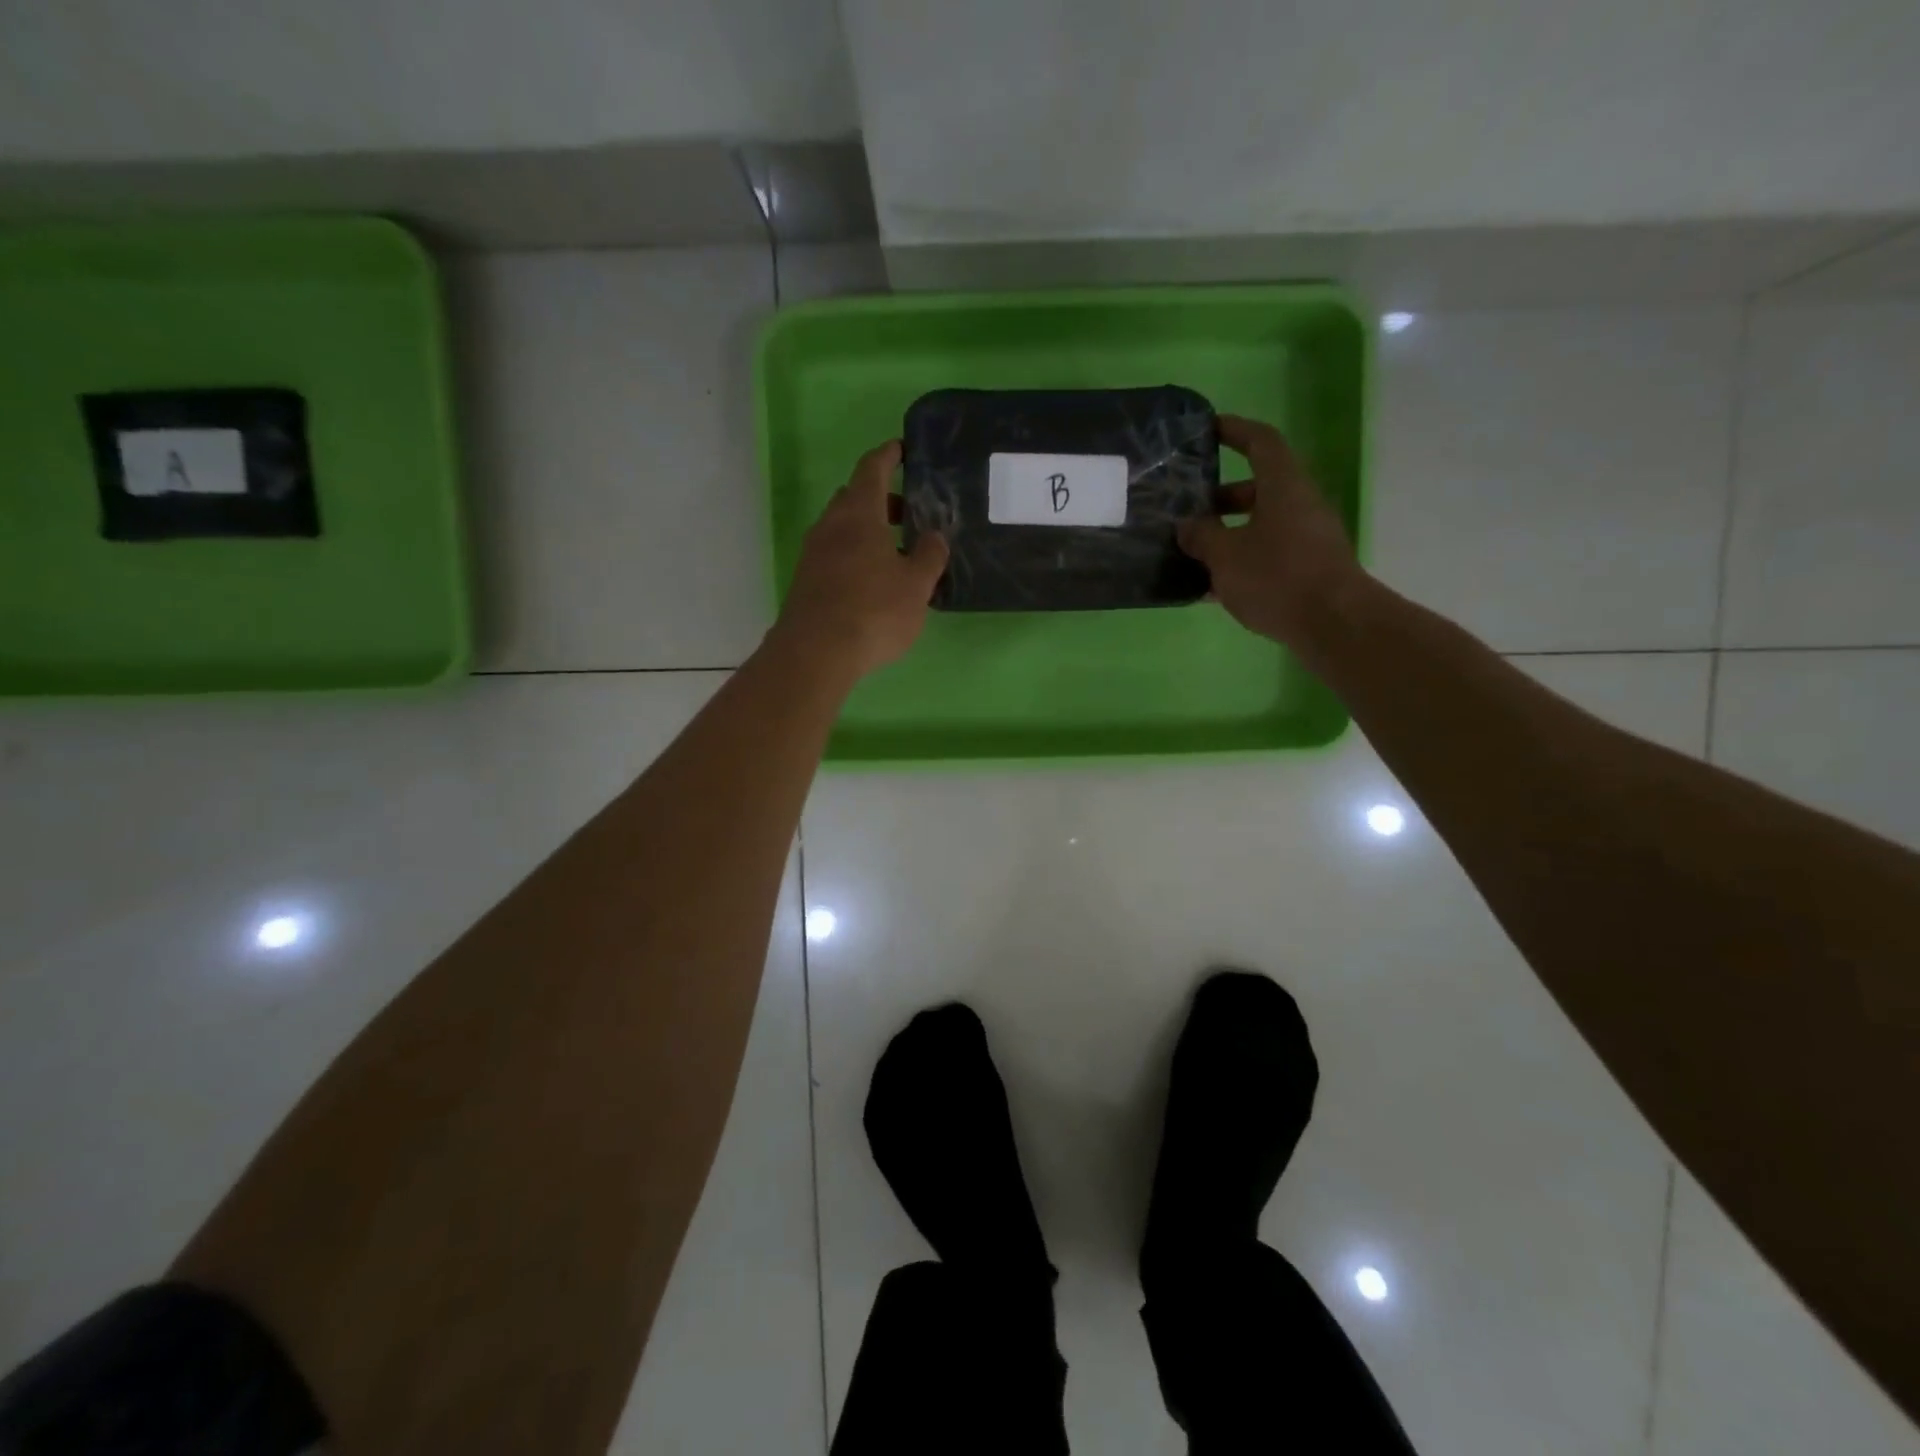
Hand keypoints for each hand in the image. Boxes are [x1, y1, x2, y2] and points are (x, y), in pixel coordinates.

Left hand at [773, 441, 948, 679]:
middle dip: (882, 499)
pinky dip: (855, 554)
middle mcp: (831, 525)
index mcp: (859, 513)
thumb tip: (934, 536)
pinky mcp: (806, 581)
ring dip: (869, 530)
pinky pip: (834, 553)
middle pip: (855, 497)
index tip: (900, 449)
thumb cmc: (873, 610)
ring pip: (843, 528)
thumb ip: (929, 556)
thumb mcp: (916, 585)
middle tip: (910, 512)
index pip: (872, 469)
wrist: (816, 652)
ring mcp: (813, 553)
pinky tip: (874, 580)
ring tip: (897, 551)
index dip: (888, 456)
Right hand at [1177, 415, 1365, 653]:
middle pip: (1257, 488)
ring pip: (1260, 525)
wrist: (1333, 623)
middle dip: (1219, 498)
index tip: (1208, 429)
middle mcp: (1299, 504)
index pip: (1260, 442)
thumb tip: (1187, 525)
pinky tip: (1211, 587)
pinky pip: (1266, 554)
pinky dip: (1240, 561)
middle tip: (1186, 511)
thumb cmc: (1277, 576)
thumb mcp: (1226, 556)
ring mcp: (1306, 538)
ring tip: (1191, 552)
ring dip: (1227, 533)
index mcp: (1283, 486)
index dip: (1234, 430)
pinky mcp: (1307, 569)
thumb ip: (1202, 536)